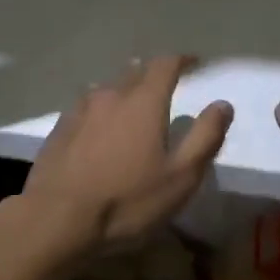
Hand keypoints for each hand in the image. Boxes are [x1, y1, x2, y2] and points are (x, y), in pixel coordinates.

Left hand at [14, 55, 232, 262]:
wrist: (56, 219)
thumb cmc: (127, 200)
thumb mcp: (180, 177)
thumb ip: (205, 137)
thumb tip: (222, 104)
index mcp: (144, 101)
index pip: (165, 64)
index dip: (182, 60)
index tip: (195, 62)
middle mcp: (112, 94)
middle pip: (135, 72)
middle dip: (153, 74)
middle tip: (166, 85)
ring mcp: (81, 109)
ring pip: (108, 87)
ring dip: (124, 90)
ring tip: (133, 105)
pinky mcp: (60, 128)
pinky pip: (87, 106)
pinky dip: (100, 109)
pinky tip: (99, 127)